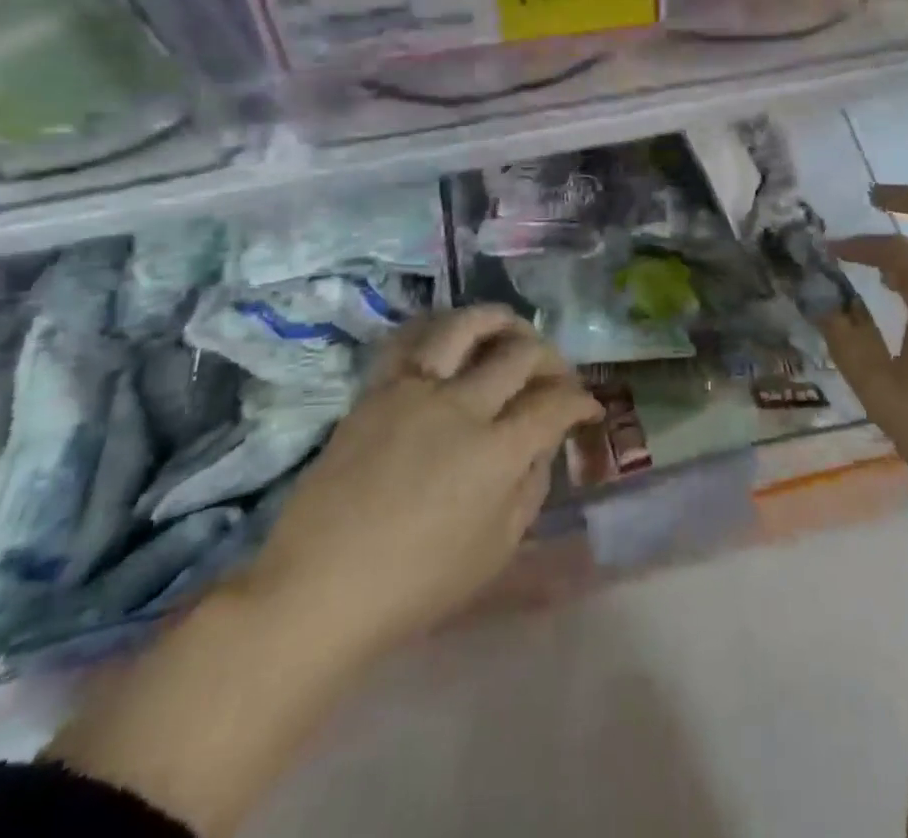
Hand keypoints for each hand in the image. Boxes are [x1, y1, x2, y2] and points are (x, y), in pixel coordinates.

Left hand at [247, 305, 602, 652]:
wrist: (320, 587)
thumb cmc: (415, 585)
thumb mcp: (495, 551)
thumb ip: (530, 487)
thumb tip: (543, 444)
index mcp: (496, 453)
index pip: (555, 404)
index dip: (581, 401)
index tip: (587, 408)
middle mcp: (461, 407)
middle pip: (520, 353)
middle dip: (552, 359)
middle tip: (556, 376)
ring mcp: (415, 391)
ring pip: (466, 326)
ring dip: (500, 321)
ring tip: (512, 329)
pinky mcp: (377, 389)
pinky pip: (410, 338)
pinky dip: (440, 327)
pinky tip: (453, 335)